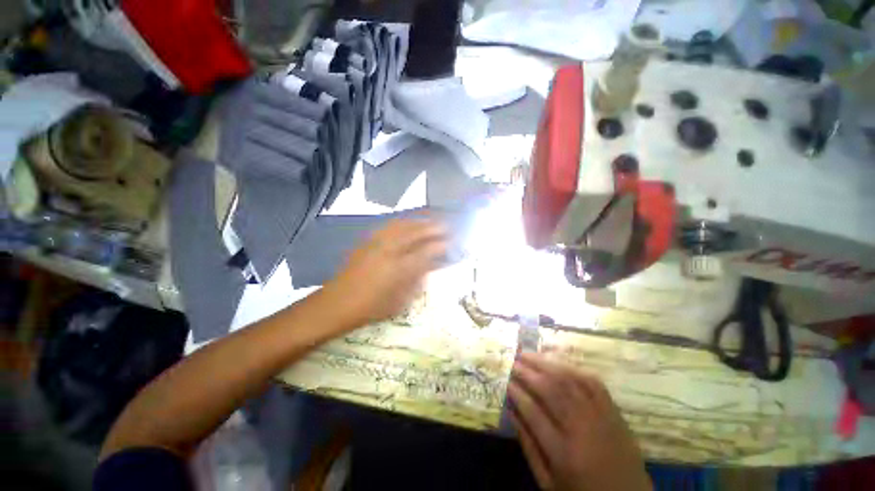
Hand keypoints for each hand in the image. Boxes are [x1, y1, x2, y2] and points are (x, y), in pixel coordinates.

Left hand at [324, 219, 447, 325]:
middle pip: (416, 233)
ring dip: (420, 221)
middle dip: (434, 228)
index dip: (441, 245)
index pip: (426, 251)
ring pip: (403, 225)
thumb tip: (430, 265)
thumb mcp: (400, 301)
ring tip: (432, 220)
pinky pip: (389, 225)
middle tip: (447, 226)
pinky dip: (403, 222)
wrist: (337, 303)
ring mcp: (376, 243)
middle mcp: (389, 251)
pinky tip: (409, 222)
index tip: (453, 241)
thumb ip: (417, 281)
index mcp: (399, 269)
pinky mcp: (367, 241)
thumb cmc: (371, 308)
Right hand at [508, 353, 650, 490]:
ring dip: (545, 363)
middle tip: (512, 361)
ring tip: (527, 355)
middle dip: (527, 372)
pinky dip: (572, 368)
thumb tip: (511, 411)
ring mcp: (602, 417)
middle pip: (551, 390)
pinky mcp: (615, 411)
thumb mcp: (549, 483)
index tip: (505, 380)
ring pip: (570, 380)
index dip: (516, 392)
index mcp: (564, 454)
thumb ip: (528, 446)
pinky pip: (592, 381)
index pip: (533, 412)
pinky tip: (557, 362)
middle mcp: (583, 430)